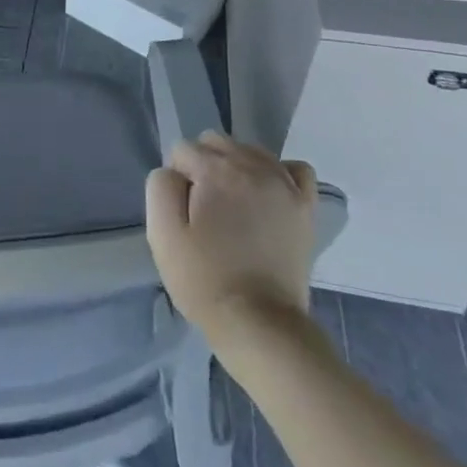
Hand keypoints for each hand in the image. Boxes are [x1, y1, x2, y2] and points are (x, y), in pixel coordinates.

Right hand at [145, 134, 317, 334]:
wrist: (259, 324)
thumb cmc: (204, 278)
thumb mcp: (163, 233)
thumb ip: (161, 186)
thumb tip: (174, 171)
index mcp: (217, 170)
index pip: (183, 150)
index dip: (176, 179)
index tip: (181, 213)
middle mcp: (254, 166)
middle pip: (216, 142)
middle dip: (203, 165)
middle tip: (202, 208)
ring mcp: (285, 185)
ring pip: (251, 151)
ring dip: (235, 167)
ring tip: (231, 206)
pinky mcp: (305, 207)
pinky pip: (293, 168)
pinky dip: (277, 174)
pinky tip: (266, 195)